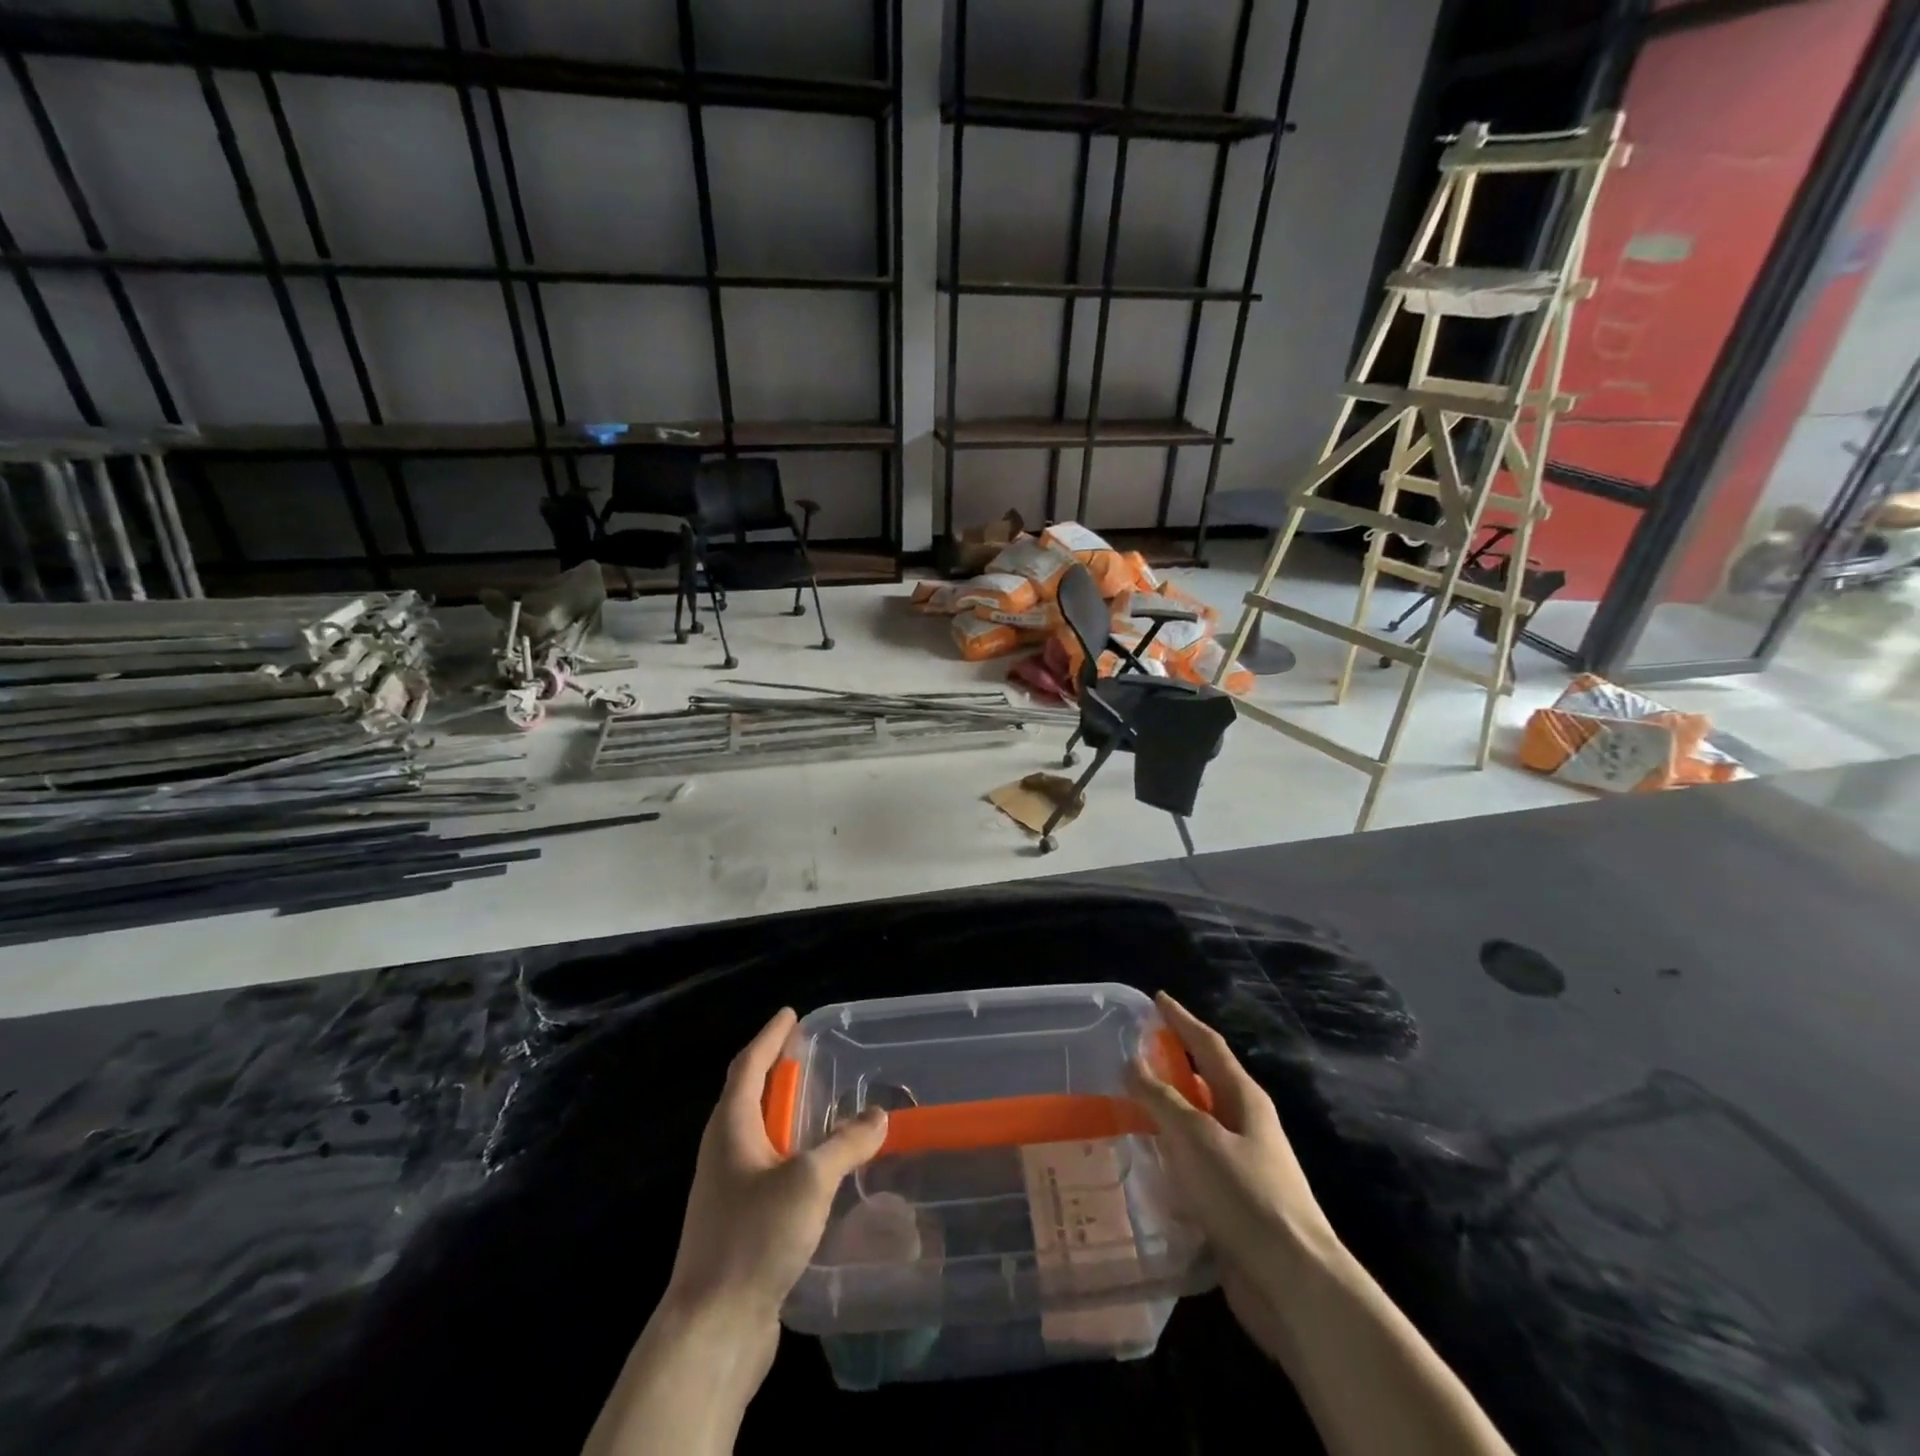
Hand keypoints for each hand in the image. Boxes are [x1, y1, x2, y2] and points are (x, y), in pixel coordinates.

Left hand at [663, 1007, 888, 1337]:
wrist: (711, 1329)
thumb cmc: (753, 1238)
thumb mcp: (808, 1180)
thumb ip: (845, 1143)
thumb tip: (879, 1114)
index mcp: (730, 1128)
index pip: (748, 1065)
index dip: (769, 1037)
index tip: (790, 1014)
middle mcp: (724, 1152)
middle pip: (749, 1097)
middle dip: (778, 1072)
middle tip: (812, 1057)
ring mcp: (728, 1191)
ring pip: (759, 1136)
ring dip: (787, 1116)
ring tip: (821, 1106)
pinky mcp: (738, 1224)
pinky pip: (768, 1170)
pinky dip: (792, 1154)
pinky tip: (819, 1169)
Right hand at [1125, 991, 1340, 1363]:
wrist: (1294, 1283)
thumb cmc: (1246, 1195)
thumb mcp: (1196, 1138)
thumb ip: (1162, 1098)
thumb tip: (1133, 1062)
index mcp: (1244, 1098)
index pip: (1208, 1044)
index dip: (1181, 1020)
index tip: (1157, 999)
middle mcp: (1245, 1125)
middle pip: (1204, 1082)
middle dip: (1171, 1065)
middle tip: (1131, 1053)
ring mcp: (1242, 1165)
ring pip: (1197, 1126)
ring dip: (1166, 1113)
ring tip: (1126, 1105)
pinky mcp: (1233, 1203)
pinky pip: (1194, 1165)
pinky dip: (1170, 1155)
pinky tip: (1144, 1163)